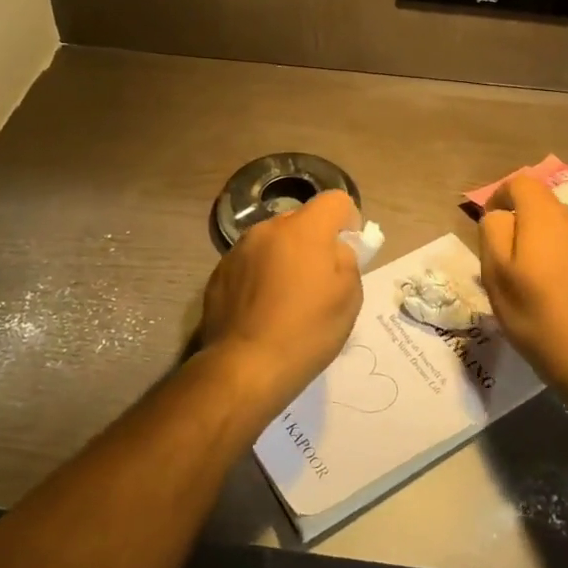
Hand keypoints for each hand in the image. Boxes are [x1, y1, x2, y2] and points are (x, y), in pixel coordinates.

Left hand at [200, 190, 363, 408]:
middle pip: (300, 220)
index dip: (348, 220)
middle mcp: (268, 229)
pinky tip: (262, 310)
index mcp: (304, 229)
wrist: (245, 367)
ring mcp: (238, 250)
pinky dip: (260, 276)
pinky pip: (250, 263)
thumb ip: (347, 260)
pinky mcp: (219, 273)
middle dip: (313, 241)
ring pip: (273, 242)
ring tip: (286, 299)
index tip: (347, 251)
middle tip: (318, 280)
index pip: (335, 200)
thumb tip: (334, 249)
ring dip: (284, 258)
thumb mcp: (349, 297)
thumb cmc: (306, 331)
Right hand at [479, 174, 567, 399]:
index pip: (521, 183)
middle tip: (514, 263)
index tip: (491, 223)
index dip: (500, 196)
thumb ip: (493, 232)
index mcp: (547, 216)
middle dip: (526, 226)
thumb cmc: (538, 316)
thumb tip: (500, 215)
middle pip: (544, 208)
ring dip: (551, 243)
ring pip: (566, 229)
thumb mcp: (497, 276)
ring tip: (543, 281)